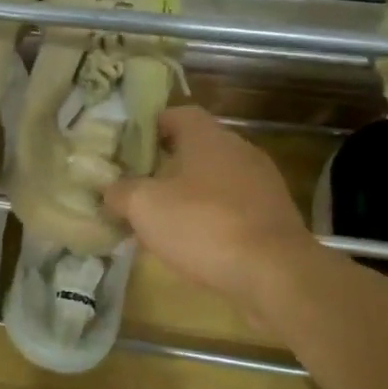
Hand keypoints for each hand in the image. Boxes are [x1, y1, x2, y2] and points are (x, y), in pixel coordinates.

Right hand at [104, 106, 329, 320]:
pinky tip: (195, 244)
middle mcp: (239, 150)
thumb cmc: (204, 226)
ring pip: (215, 179)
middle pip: (196, 147)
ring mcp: (262, 184)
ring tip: (162, 219)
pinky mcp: (275, 218)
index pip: (177, 114)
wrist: (277, 275)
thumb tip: (110, 190)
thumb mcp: (144, 206)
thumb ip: (120, 192)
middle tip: (138, 186)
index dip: (150, 126)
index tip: (128, 148)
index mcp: (208, 136)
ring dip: (190, 194)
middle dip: (166, 164)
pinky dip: (213, 219)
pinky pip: (234, 208)